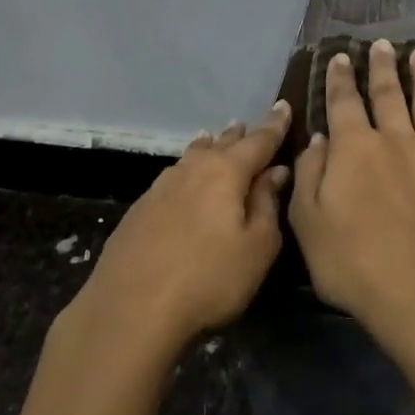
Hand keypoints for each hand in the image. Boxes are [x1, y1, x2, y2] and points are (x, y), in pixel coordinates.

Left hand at [73, 101, 290, 356]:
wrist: (130, 309)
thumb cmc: (208, 278)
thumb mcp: (257, 247)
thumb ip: (268, 205)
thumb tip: (275, 172)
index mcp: (226, 172)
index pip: (258, 141)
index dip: (274, 125)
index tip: (284, 105)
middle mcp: (193, 169)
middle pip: (221, 144)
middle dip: (239, 135)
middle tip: (249, 125)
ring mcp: (161, 187)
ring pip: (193, 156)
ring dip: (209, 147)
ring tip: (214, 138)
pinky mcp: (140, 209)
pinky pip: (174, 176)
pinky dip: (187, 169)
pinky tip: (183, 178)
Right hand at [288, 40, 414, 358]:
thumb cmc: (354, 264)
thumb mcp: (308, 224)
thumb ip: (311, 175)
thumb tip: (320, 139)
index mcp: (356, 149)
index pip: (344, 103)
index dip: (340, 79)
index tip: (341, 56)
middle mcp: (399, 141)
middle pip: (390, 95)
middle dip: (383, 67)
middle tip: (384, 44)